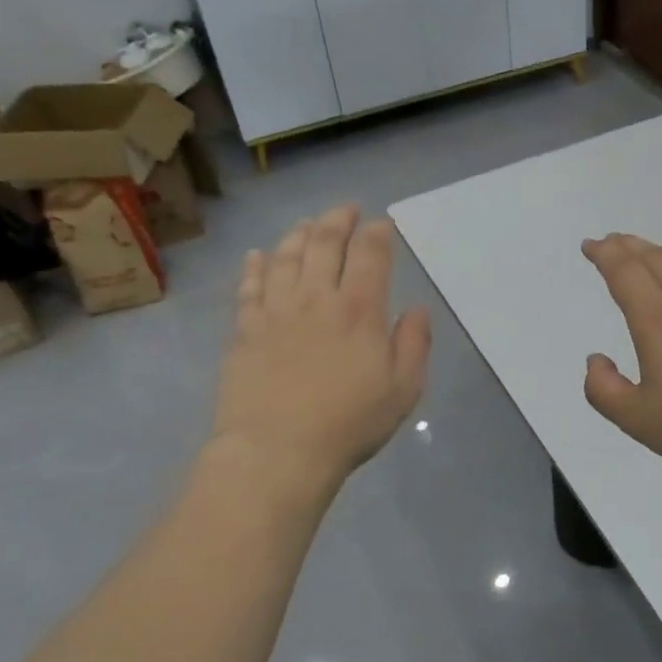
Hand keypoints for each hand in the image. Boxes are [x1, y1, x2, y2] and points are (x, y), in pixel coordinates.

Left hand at [211, 205, 430, 492]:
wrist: (276, 453)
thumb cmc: (348, 423)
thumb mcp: (404, 389)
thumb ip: (414, 343)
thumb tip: (417, 308)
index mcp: (359, 309)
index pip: (370, 254)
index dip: (377, 233)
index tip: (382, 223)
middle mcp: (317, 299)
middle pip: (325, 244)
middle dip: (338, 220)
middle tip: (346, 209)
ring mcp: (276, 312)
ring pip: (286, 257)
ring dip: (299, 234)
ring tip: (308, 223)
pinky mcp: (244, 330)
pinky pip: (248, 287)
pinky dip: (254, 266)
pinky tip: (257, 255)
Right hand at [581, 234, 661, 490]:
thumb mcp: (636, 419)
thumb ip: (603, 389)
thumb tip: (595, 360)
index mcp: (656, 320)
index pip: (625, 271)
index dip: (604, 254)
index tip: (590, 246)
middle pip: (654, 258)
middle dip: (627, 246)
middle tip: (610, 243)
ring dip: (657, 252)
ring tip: (644, 254)